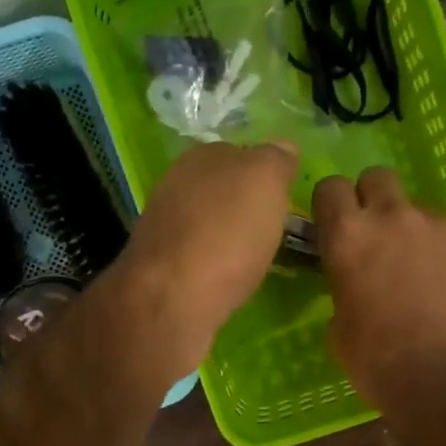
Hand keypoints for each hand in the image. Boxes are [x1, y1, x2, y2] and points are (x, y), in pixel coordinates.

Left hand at [105, 141, 297, 385]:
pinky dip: (214, 263)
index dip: (265, 174)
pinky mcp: (159, 265)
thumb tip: (283, 147)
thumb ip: (275, 159)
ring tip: (255, 257)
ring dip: (229, 236)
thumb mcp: (265, 181)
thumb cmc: (226, 234)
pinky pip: (197, 255)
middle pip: (222, 189)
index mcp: (202, 156)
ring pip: (208, 222)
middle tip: (274, 229)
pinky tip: (228, 279)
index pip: (240, 153)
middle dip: (245, 206)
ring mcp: (163, 225)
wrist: (172, 298)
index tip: (285, 199)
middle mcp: (176, 183)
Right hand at [314, 167, 445, 416]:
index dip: (332, 204)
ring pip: (423, 212)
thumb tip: (357, 285)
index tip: (336, 224)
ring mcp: (444, 226)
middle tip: (380, 238)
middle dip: (374, 200)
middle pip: (378, 178)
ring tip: (428, 278)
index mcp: (349, 236)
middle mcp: (395, 217)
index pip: (330, 187)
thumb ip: (345, 289)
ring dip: (418, 234)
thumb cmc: (381, 364)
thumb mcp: (340, 330)